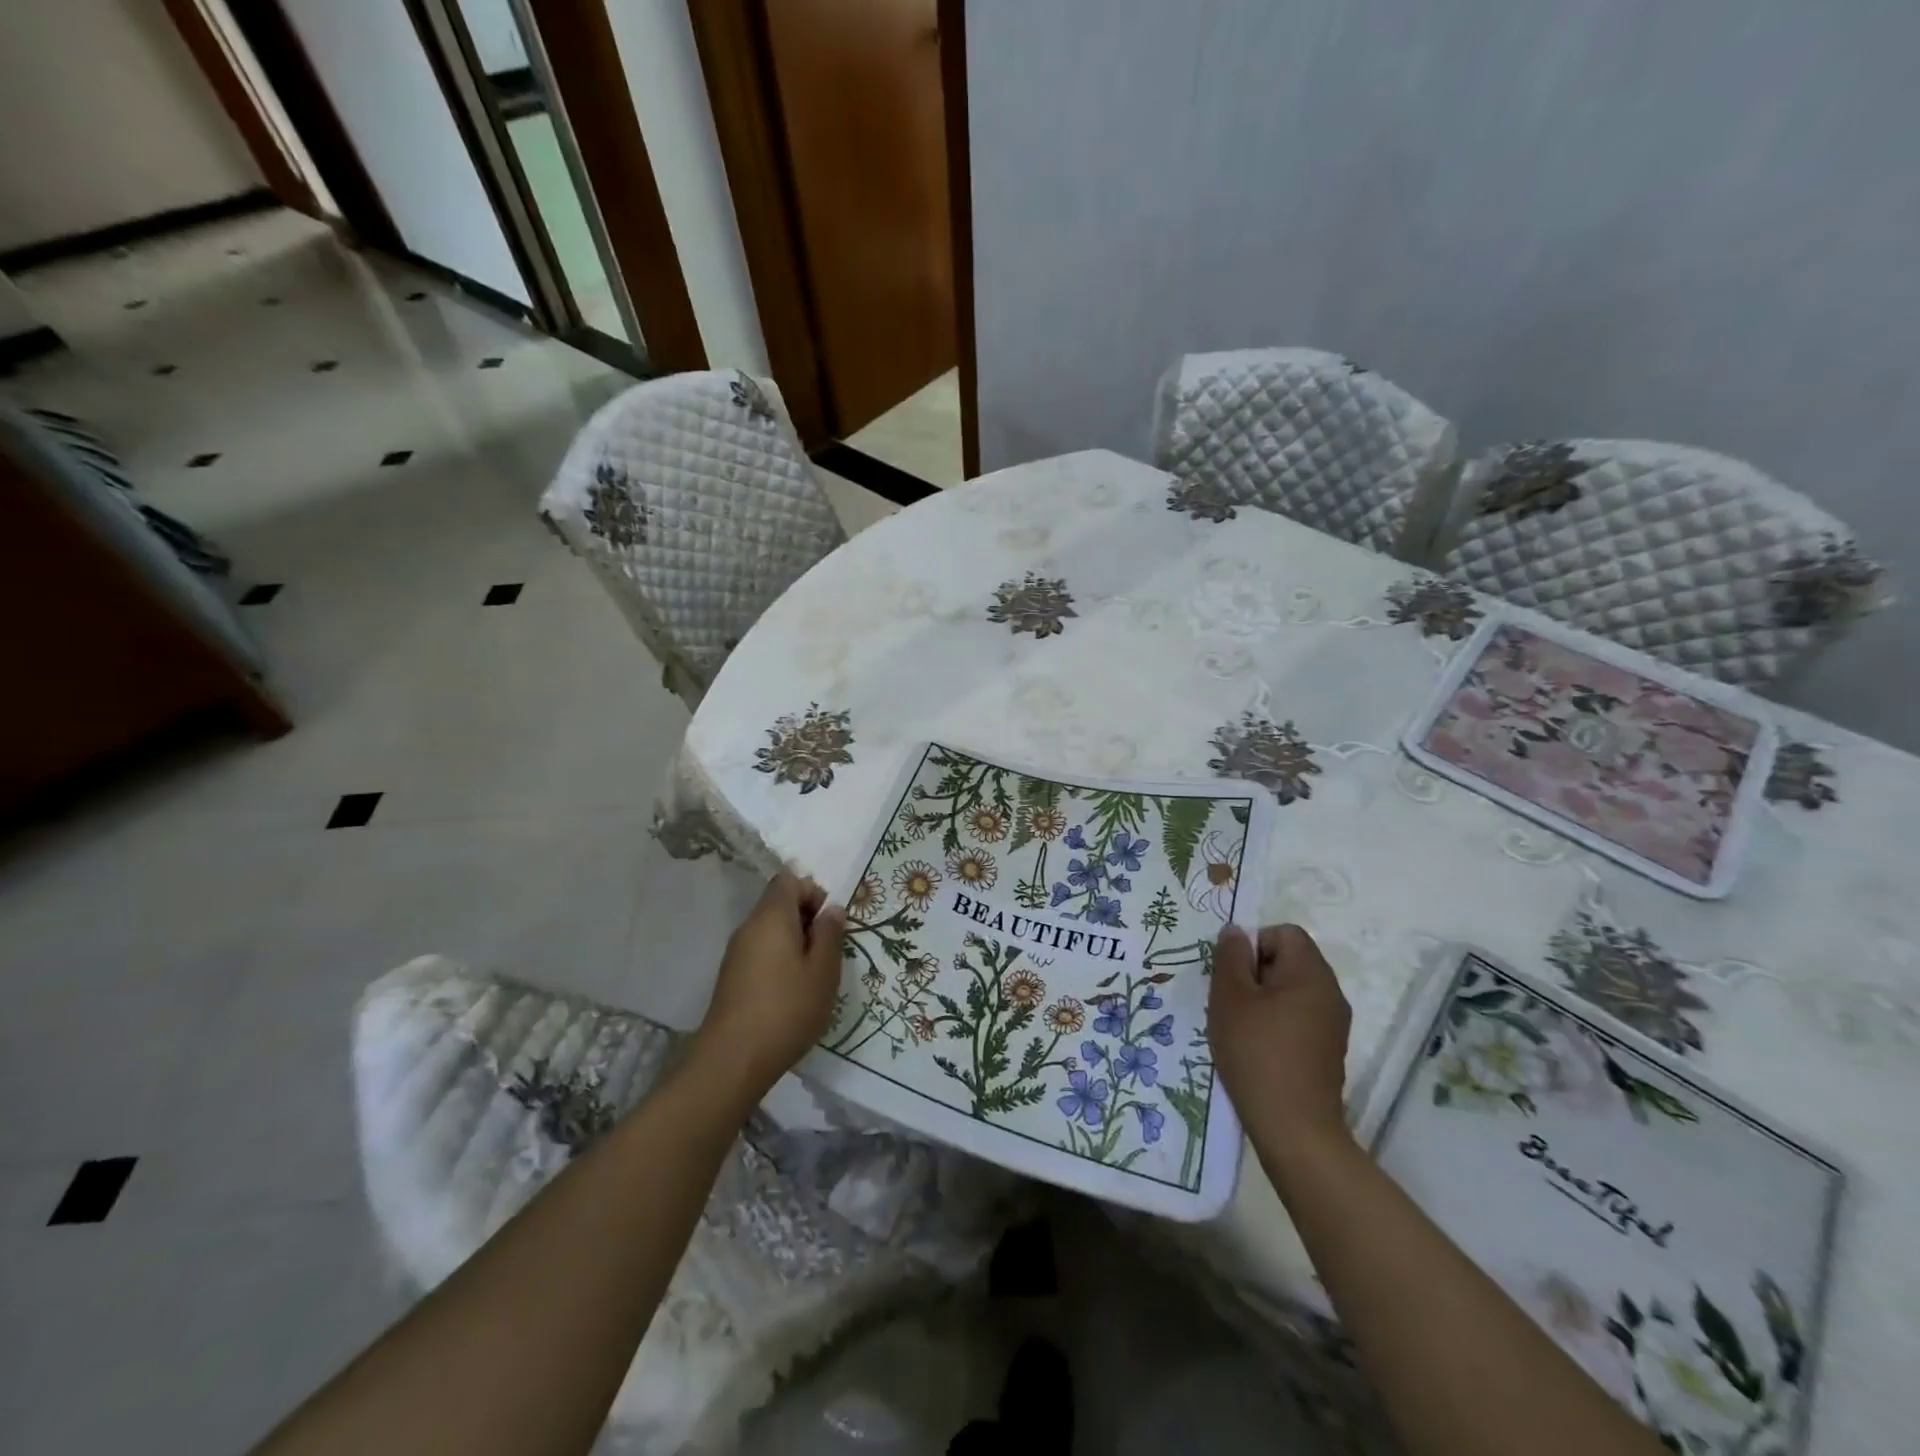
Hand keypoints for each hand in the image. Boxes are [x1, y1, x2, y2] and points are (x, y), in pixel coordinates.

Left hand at [697, 873, 846, 1090]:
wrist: (733, 1060)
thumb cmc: (787, 1009)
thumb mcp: (823, 971)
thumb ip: (830, 934)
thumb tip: (832, 909)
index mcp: (771, 917)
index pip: (788, 880)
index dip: (812, 892)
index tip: (829, 923)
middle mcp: (749, 927)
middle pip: (778, 903)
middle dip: (807, 918)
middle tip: (828, 950)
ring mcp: (736, 953)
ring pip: (770, 930)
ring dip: (794, 941)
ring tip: (814, 973)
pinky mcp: (731, 977)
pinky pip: (760, 951)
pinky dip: (779, 959)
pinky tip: (792, 991)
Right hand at [1209, 924, 1352, 1153]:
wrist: (1294, 1127)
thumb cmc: (1256, 1052)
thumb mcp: (1230, 997)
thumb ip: (1230, 957)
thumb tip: (1236, 932)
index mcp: (1311, 973)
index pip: (1284, 933)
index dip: (1254, 945)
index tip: (1234, 976)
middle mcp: (1330, 992)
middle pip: (1290, 959)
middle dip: (1256, 972)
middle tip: (1232, 1001)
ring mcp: (1334, 1023)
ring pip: (1292, 989)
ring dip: (1264, 998)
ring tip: (1242, 1026)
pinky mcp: (1329, 1049)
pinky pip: (1300, 1015)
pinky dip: (1277, 1021)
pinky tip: (1259, 1048)